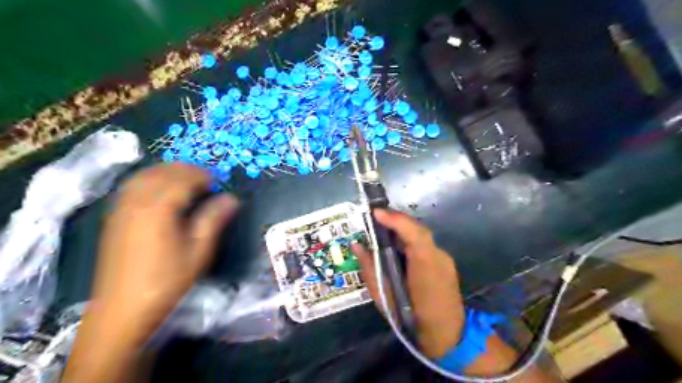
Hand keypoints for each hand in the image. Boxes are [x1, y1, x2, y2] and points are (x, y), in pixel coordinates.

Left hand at [88, 163, 238, 342]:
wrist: (123, 310)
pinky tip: (160, 192)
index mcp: (159, 210)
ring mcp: (121, 210)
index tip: (218, 181)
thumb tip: (232, 198)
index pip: (182, 179)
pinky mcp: (114, 219)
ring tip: (185, 181)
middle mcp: (136, 203)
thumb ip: (214, 219)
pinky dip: (149, 180)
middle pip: (160, 173)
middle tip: (205, 179)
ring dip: (166, 172)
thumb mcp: (199, 251)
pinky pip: (131, 187)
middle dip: (185, 170)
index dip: (202, 176)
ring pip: (143, 176)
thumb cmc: (168, 281)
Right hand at [354, 209, 466, 357]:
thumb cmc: (410, 318)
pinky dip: (410, 241)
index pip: (414, 233)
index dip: (395, 219)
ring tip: (383, 230)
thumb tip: (357, 245)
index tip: (375, 212)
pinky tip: (398, 248)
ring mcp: (444, 259)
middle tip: (375, 218)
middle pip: (417, 230)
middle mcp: (438, 257)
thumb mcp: (383, 295)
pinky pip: (424, 245)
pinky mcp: (445, 262)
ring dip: (402, 231)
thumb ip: (370, 267)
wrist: (446, 336)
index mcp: (425, 266)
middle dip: (396, 221)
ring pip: (421, 236)